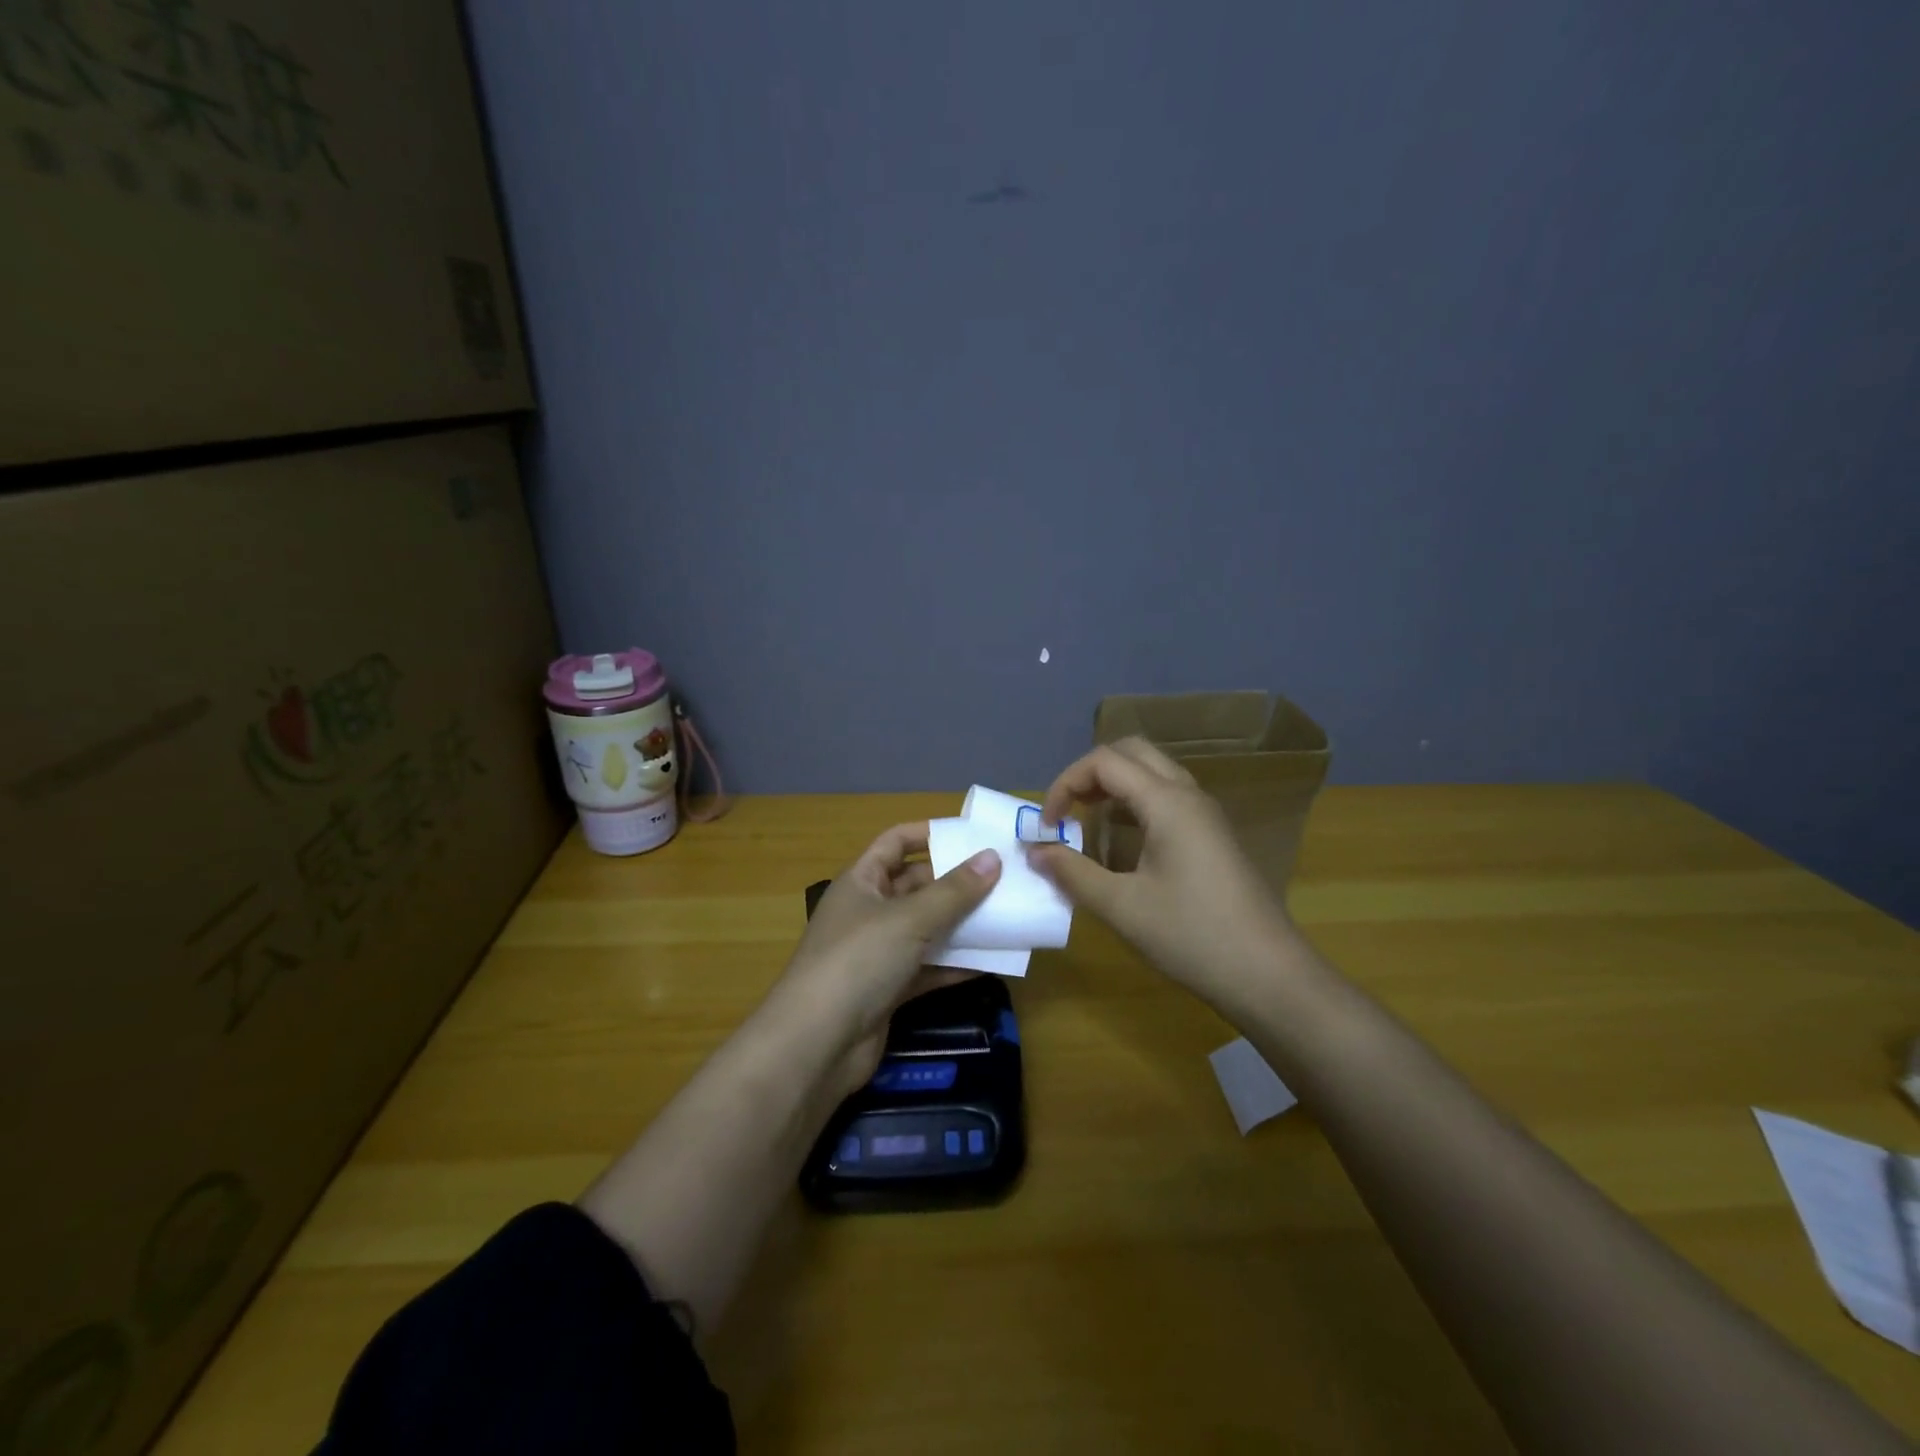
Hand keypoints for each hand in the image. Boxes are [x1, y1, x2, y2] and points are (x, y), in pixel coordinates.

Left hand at [772, 823, 1001, 1094]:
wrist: (816, 1045)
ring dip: (961, 925)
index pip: (895, 842)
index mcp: (861, 881)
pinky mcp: (889, 990)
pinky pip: (928, 968)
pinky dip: (955, 964)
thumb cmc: (859, 960)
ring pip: (926, 929)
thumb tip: (993, 857)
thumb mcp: (910, 919)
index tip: (971, 834)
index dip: (929, 833)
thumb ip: (954, 891)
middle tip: (1003, 879)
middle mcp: (868, 911)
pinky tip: (993, 962)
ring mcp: (878, 953)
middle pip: (916, 886)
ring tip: (1007, 916)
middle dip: (956, 883)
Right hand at [1029, 737, 1292, 1008]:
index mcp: (1167, 801)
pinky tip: (1123, 845)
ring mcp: (1206, 815)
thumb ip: (1072, 872)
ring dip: (1114, 787)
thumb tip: (1034, 851)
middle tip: (1068, 811)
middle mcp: (1188, 795)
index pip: (1104, 761)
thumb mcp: (1122, 907)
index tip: (1047, 825)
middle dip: (1090, 774)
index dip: (1066, 783)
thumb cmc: (1192, 936)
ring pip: (1152, 774)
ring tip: (1088, 825)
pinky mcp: (1213, 836)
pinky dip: (1136, 805)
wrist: (1269, 975)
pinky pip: (1167, 798)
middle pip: (1132, 753)